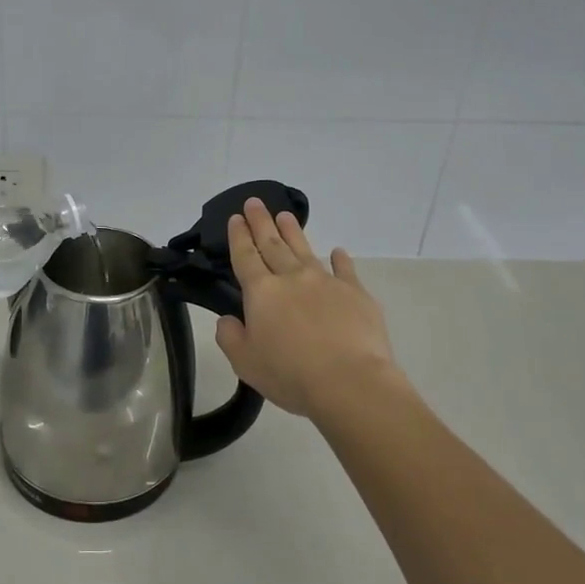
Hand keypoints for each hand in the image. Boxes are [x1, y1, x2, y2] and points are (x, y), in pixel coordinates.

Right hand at [214, 198, 401, 419]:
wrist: (349, 381)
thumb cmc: (290, 374)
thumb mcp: (245, 362)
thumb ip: (230, 337)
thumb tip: (228, 319)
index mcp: (262, 292)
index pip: (245, 256)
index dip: (239, 236)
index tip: (236, 217)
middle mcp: (292, 278)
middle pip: (273, 244)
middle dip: (261, 222)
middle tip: (255, 202)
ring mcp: (326, 282)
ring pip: (305, 250)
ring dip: (293, 232)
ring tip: (285, 215)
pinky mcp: (356, 294)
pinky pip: (345, 270)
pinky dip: (340, 259)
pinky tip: (338, 252)